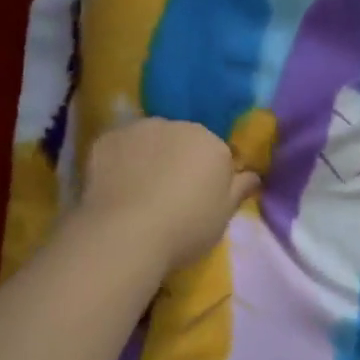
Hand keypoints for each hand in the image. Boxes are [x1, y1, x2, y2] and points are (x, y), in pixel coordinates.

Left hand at [78, 119, 260, 269]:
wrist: (126, 234)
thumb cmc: (186, 228)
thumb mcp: (224, 216)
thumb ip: (240, 189)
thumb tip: (254, 175)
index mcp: (211, 143)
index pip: (216, 153)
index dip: (209, 175)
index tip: (200, 198)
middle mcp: (178, 126)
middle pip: (183, 140)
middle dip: (179, 159)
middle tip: (170, 195)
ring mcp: (139, 129)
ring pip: (150, 139)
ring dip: (149, 156)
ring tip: (139, 191)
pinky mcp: (106, 139)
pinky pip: (120, 147)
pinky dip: (120, 160)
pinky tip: (115, 187)